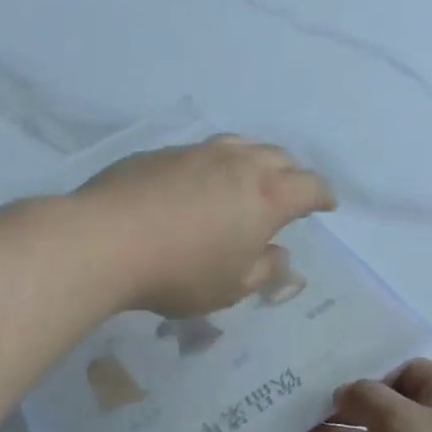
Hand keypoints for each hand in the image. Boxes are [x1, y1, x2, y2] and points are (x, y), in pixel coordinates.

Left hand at [75, 134, 335, 318]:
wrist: (104, 241)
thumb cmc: (180, 273)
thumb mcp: (231, 287)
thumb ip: (264, 270)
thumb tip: (281, 256)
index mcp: (267, 196)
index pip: (310, 186)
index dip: (323, 195)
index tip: (326, 205)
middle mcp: (238, 164)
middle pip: (279, 156)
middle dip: (292, 173)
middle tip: (290, 192)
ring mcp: (198, 152)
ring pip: (240, 145)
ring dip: (255, 159)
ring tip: (249, 177)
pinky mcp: (162, 153)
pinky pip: (202, 152)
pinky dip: (215, 164)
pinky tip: (199, 182)